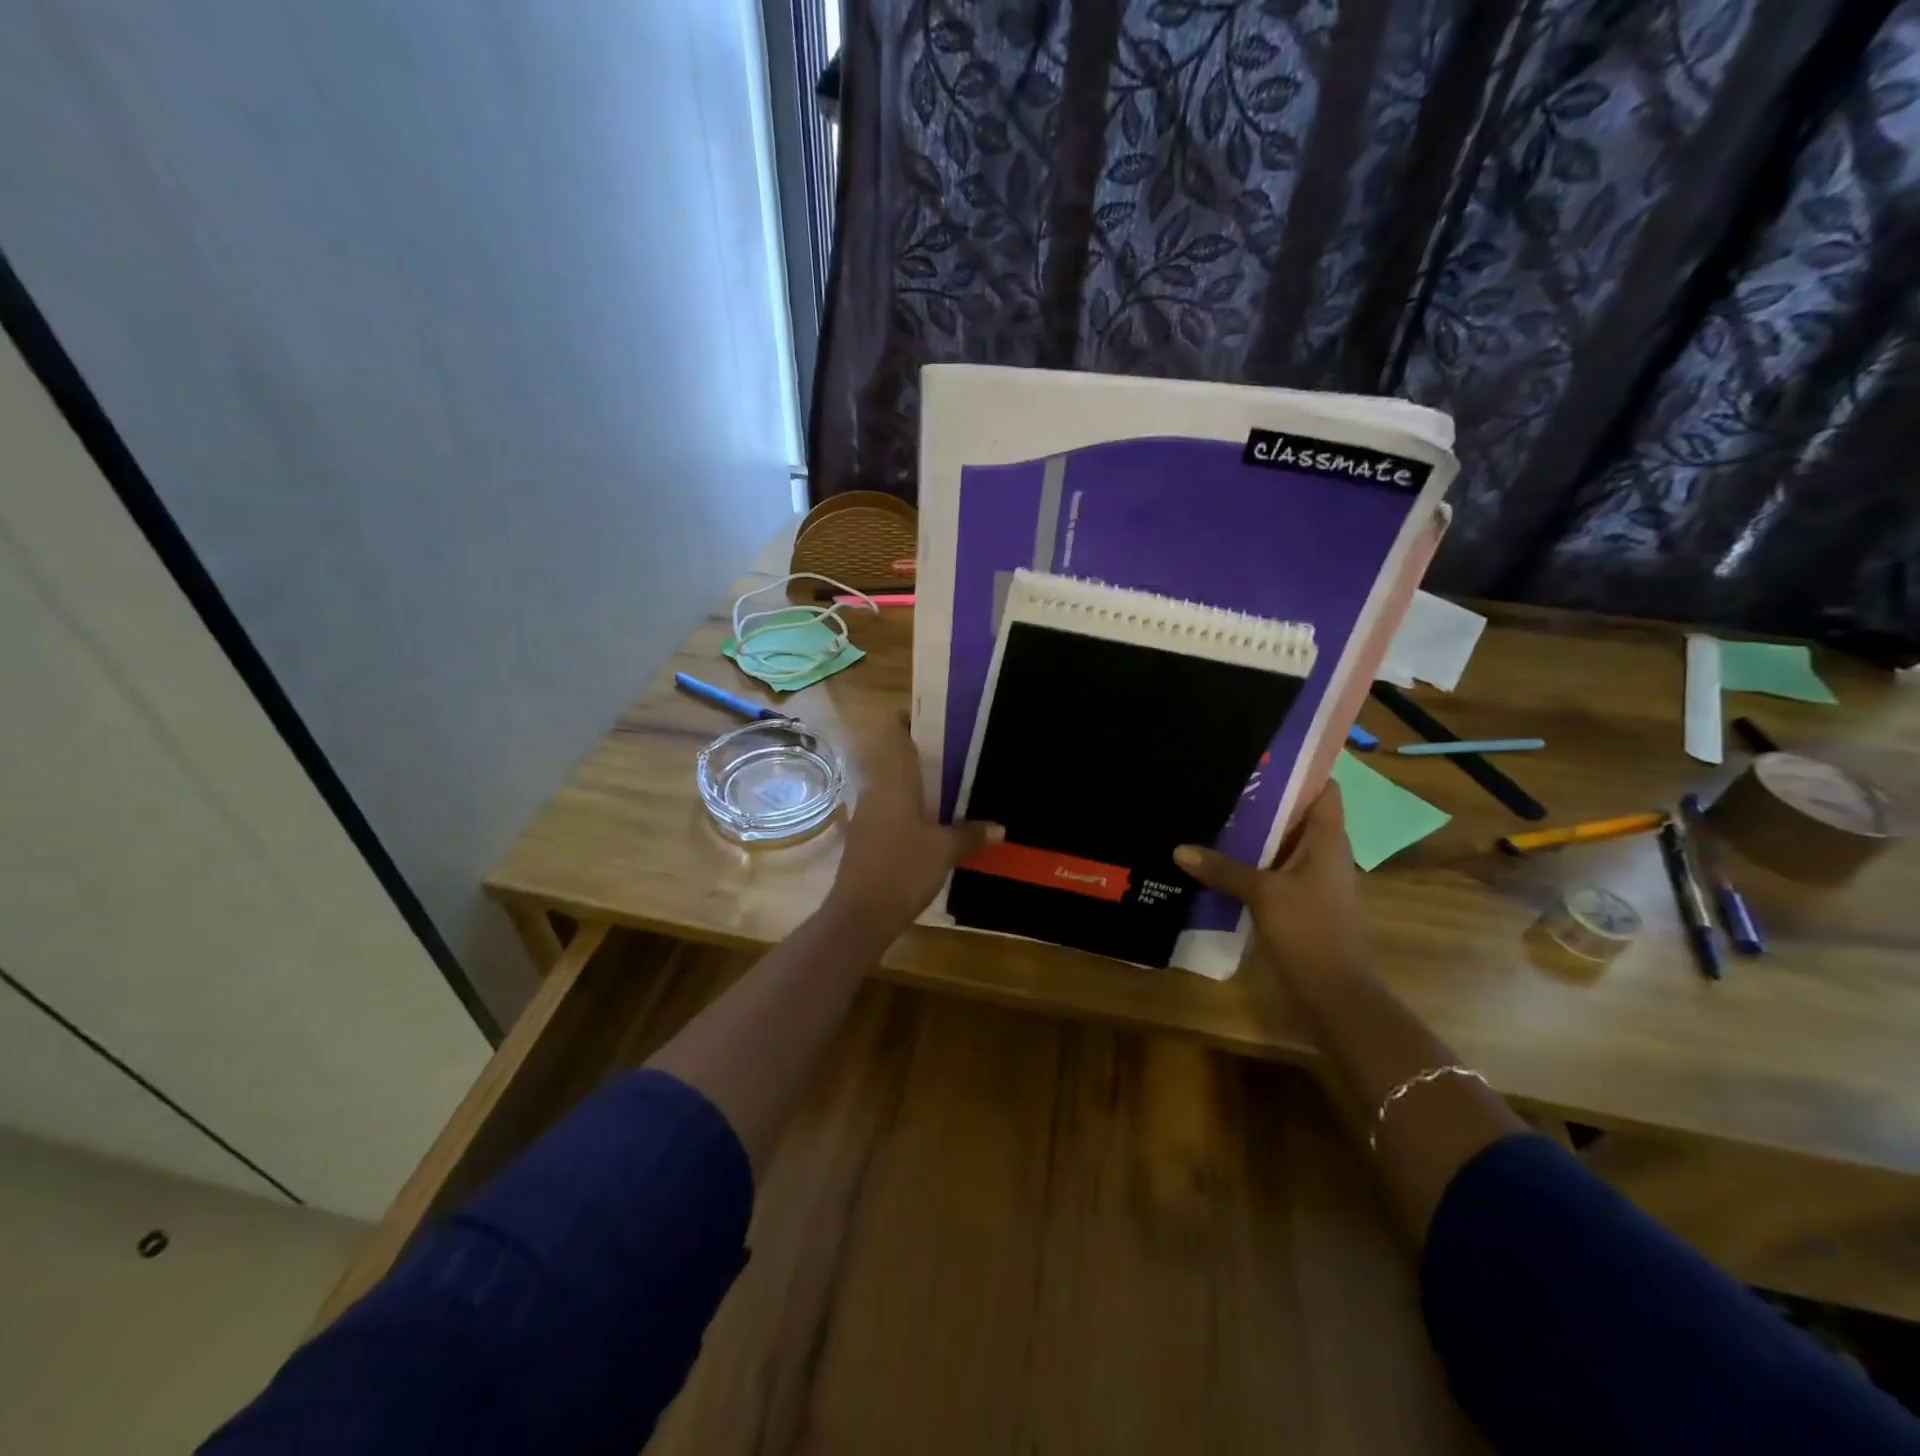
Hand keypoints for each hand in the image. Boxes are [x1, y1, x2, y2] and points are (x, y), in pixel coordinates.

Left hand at [828, 713, 1001, 927]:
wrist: (860, 914)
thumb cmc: (903, 869)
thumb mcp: (945, 851)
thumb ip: (971, 834)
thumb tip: (1000, 828)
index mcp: (894, 781)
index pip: (895, 734)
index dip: (910, 719)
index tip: (937, 718)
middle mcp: (877, 790)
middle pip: (897, 758)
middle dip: (925, 754)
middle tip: (960, 753)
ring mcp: (868, 815)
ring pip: (895, 785)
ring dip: (919, 783)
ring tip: (954, 786)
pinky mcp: (867, 838)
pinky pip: (892, 809)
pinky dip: (912, 808)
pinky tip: (935, 822)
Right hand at [1174, 783, 1366, 986]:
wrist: (1335, 993)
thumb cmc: (1309, 931)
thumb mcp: (1262, 895)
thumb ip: (1223, 869)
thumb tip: (1180, 849)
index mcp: (1327, 841)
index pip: (1325, 790)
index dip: (1301, 771)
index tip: (1263, 758)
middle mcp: (1325, 854)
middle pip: (1298, 815)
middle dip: (1265, 800)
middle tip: (1223, 783)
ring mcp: (1314, 880)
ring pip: (1284, 844)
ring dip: (1256, 834)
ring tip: (1214, 816)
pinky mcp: (1301, 902)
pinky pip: (1276, 870)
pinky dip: (1254, 863)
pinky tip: (1220, 862)